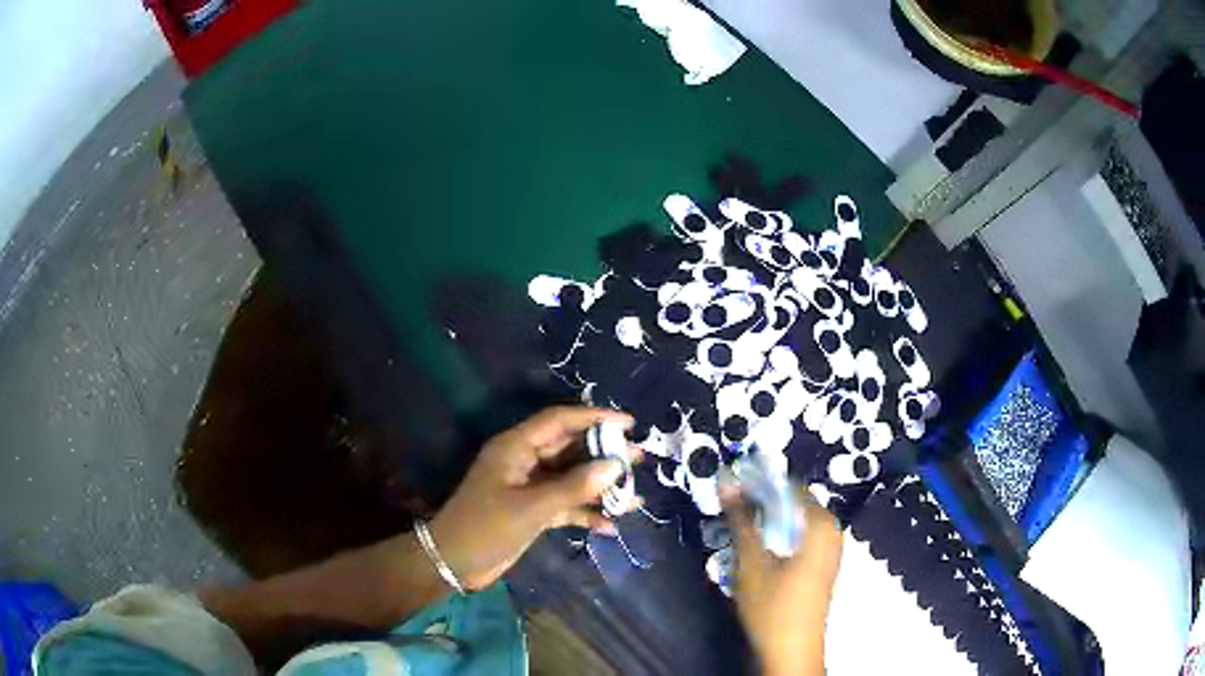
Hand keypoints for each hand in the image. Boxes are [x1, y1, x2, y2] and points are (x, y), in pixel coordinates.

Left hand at [430, 406, 639, 590]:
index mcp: (516, 446)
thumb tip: (615, 466)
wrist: (454, 562)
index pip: (560, 421)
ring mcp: (529, 487)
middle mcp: (524, 461)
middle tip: (639, 457)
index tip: (629, 424)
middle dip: (604, 454)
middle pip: (569, 449)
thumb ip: (574, 487)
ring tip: (634, 494)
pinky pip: (565, 505)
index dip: (594, 418)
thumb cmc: (486, 527)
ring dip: (599, 487)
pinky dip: (585, 513)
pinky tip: (610, 525)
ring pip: (571, 479)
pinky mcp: (532, 511)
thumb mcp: (531, 507)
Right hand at [721, 483, 843, 675]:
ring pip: (794, 521)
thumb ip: (741, 522)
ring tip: (740, 530)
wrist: (792, 650)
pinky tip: (759, 550)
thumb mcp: (751, 563)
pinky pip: (800, 536)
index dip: (756, 484)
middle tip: (731, 512)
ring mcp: (831, 548)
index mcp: (821, 524)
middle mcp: (832, 530)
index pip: (787, 487)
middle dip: (760, 504)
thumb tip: (727, 485)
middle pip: (792, 504)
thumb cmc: (773, 607)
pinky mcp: (824, 563)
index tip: (729, 488)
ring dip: (767, 522)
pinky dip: (779, 536)